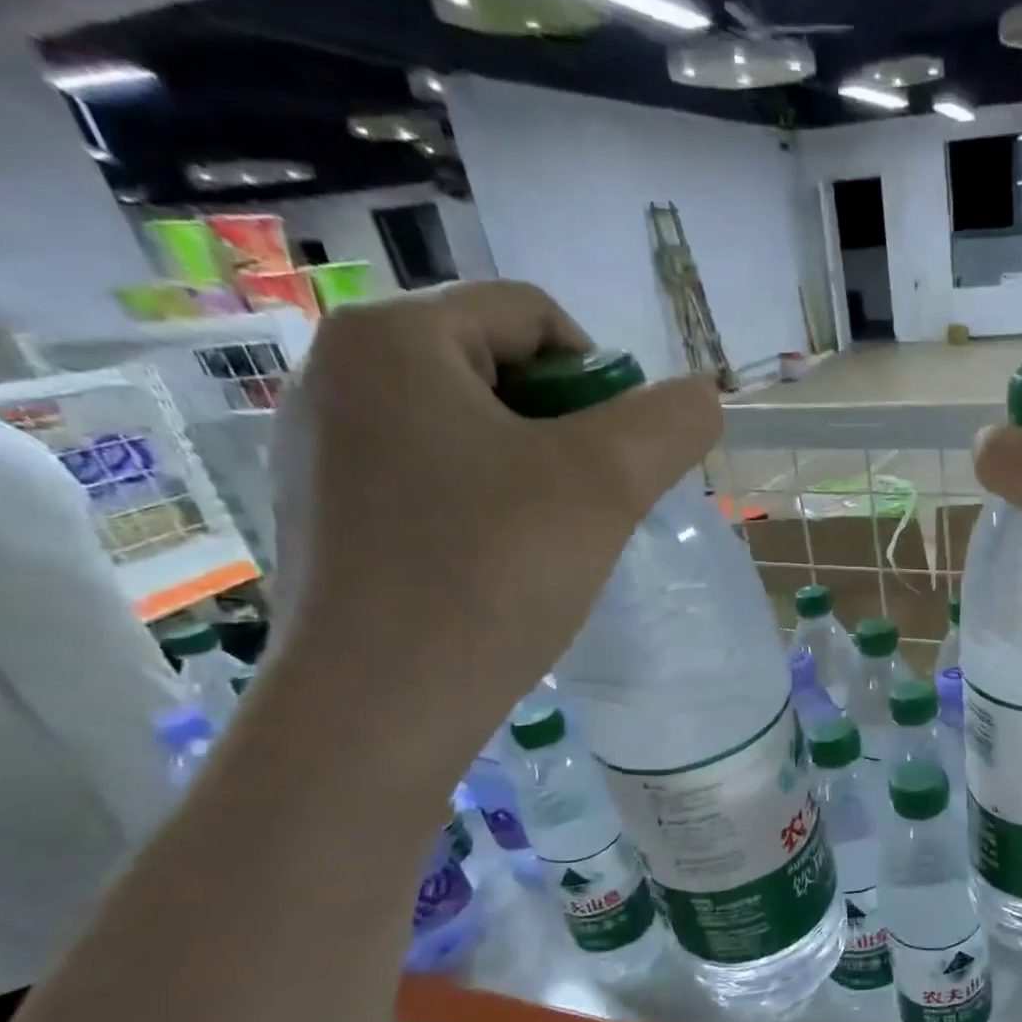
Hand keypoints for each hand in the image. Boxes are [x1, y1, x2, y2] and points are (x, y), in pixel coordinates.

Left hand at [269, 282, 720, 751]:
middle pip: (495, 368)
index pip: (531, 315)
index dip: (602, 378)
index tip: (621, 458)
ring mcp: (318, 449)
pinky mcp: (323, 514)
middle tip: (595, 504)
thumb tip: (703, 395)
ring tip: (555, 540)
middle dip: (566, 429)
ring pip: (464, 430)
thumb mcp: (606, 484)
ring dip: (531, 471)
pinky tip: (503, 565)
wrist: (380, 706)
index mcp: (394, 340)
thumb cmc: (493, 572)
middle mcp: (337, 375)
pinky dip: (485, 505)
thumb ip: (668, 423)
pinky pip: (429, 479)